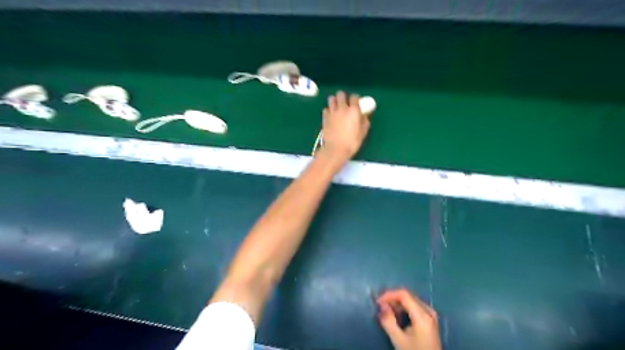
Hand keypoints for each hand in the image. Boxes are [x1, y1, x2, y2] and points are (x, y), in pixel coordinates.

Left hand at [320, 92, 366, 165]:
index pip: (354, 97)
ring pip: (331, 99)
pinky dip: (328, 111)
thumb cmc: (352, 142)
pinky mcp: (324, 117)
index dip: (355, 99)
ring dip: (334, 101)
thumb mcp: (363, 132)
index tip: (356, 103)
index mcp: (353, 110)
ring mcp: (332, 112)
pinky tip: (331, 116)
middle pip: (341, 94)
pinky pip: (326, 109)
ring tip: (337, 107)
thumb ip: (365, 121)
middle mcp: (342, 108)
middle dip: (343, 97)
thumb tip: (364, 115)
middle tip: (345, 104)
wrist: (336, 149)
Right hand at [379, 289, 441, 349]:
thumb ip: (388, 321)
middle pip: (408, 296)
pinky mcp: (430, 319)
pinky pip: (415, 306)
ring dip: (397, 303)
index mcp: (422, 315)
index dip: (389, 295)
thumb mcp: (399, 340)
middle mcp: (428, 311)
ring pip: (411, 300)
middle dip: (392, 298)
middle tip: (380, 306)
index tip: (377, 302)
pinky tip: (397, 315)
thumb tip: (381, 305)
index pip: (404, 294)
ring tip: (387, 311)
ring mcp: (431, 314)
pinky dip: (404, 308)